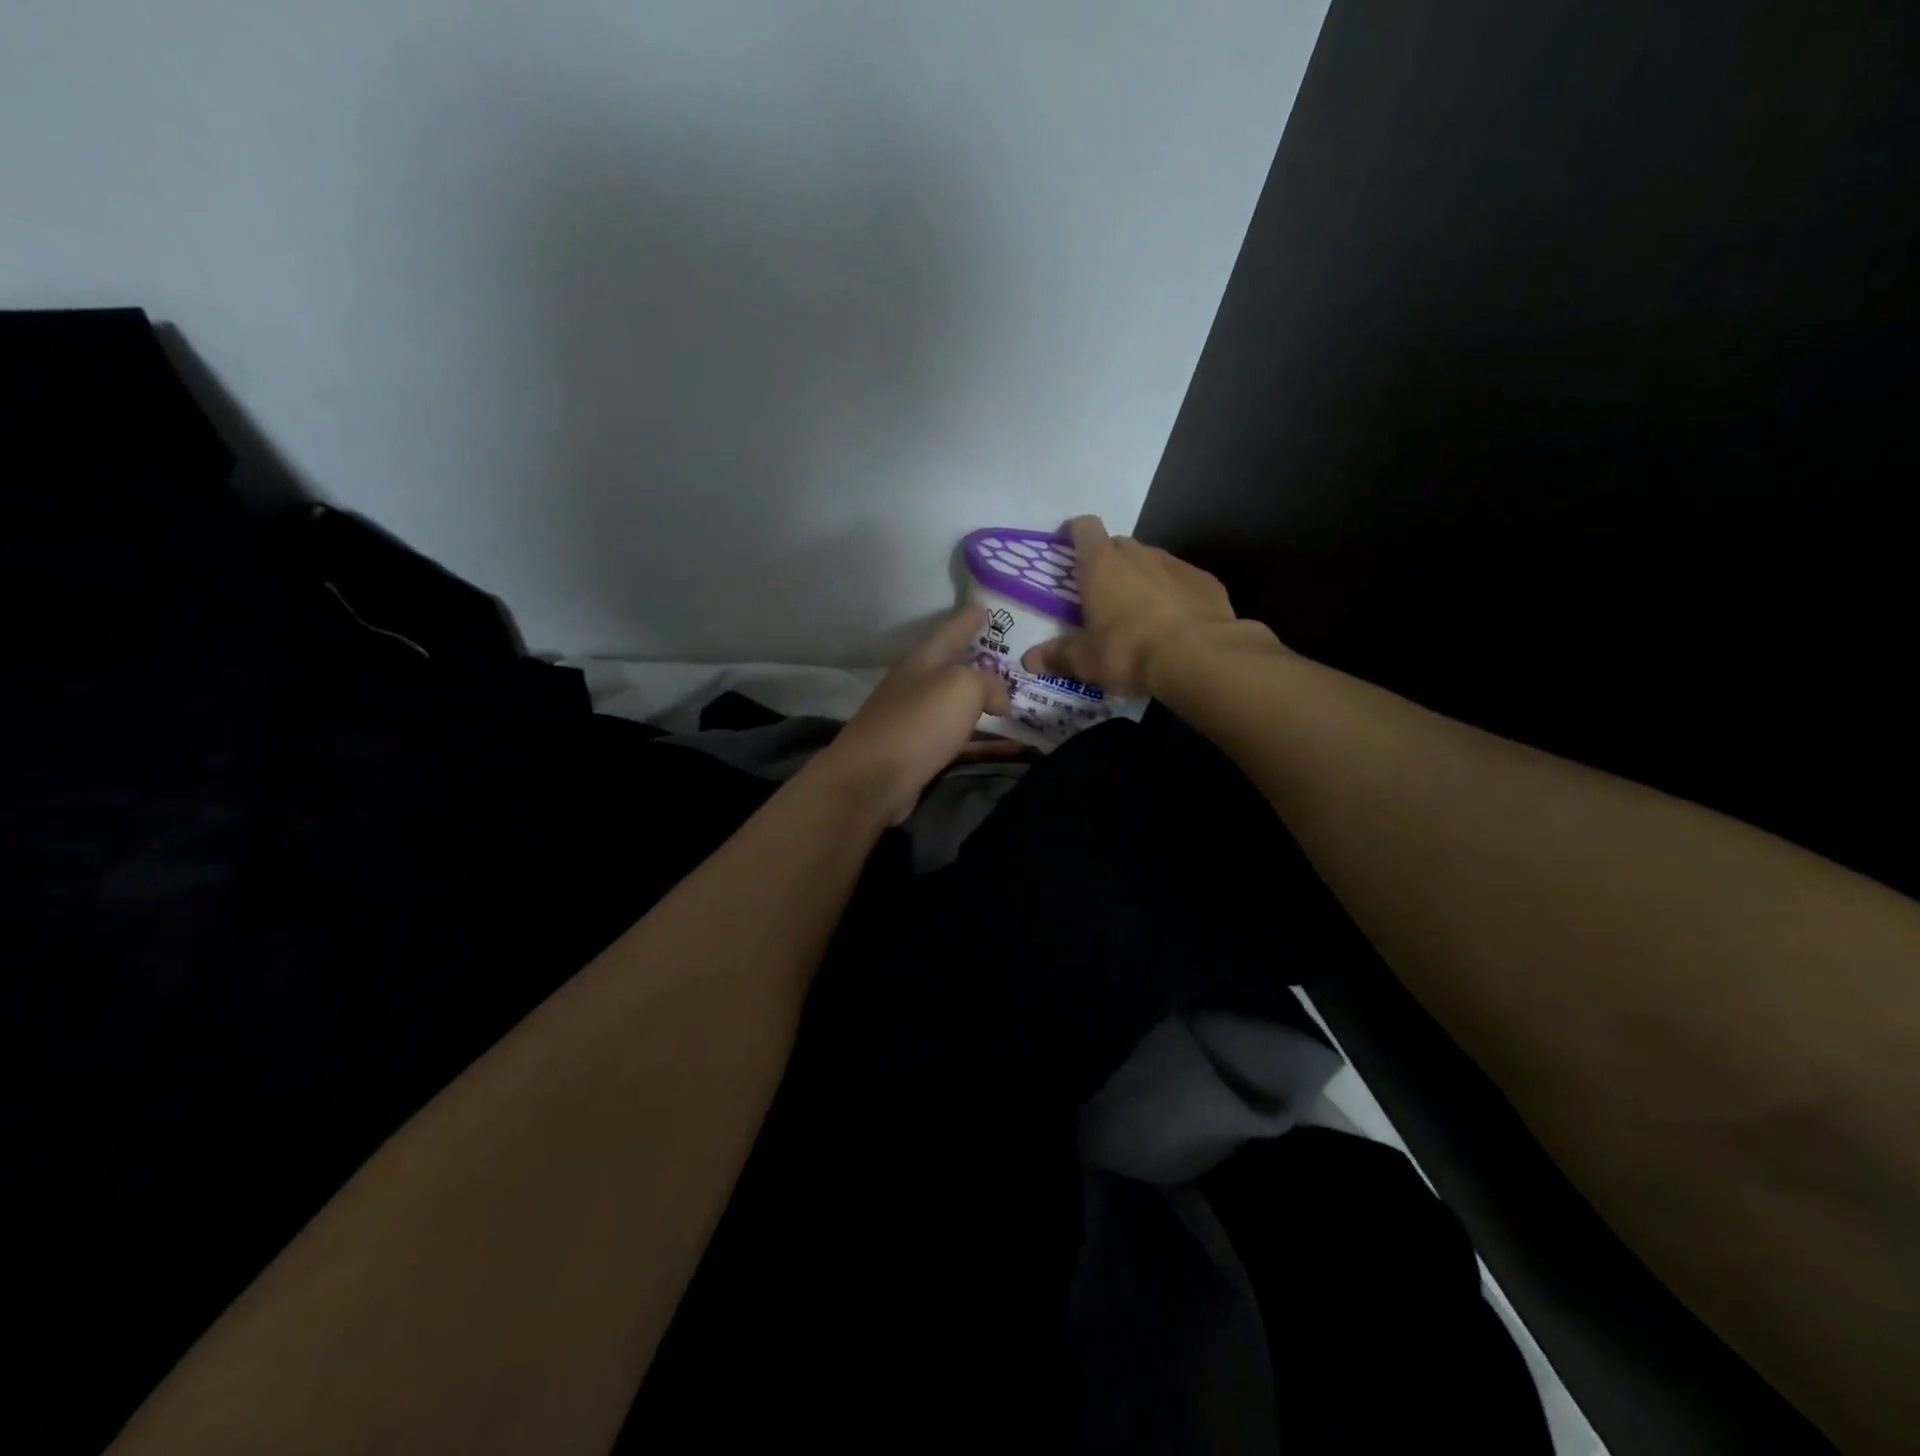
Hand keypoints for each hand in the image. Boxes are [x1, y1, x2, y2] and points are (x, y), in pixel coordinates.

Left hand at [812, 606, 1015, 825]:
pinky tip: (1012, 749)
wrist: (872, 780)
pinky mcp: (922, 755)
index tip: (984, 604)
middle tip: (1016, 661)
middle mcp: (918, 687)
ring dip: (986, 706)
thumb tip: (999, 700)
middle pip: (955, 669)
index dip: (969, 618)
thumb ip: (989, 684)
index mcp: (923, 661)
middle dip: (983, 663)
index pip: (951, 630)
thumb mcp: (962, 687)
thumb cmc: (918, 723)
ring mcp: (917, 722)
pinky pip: (963, 743)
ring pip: (960, 708)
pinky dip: (987, 744)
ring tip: (1020, 705)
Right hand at [1021, 515, 1263, 696]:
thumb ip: (1058, 656)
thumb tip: (1029, 660)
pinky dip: (1174, 594)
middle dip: (1108, 562)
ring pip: (1151, 561)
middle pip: (1118, 545)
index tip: (1068, 546)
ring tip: (1139, 611)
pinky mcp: (1206, 582)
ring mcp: (1175, 565)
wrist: (1199, 656)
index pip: (1084, 528)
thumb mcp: (1086, 661)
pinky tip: (1174, 622)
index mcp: (1101, 565)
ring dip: (1142, 578)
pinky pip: (1182, 581)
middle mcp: (1138, 554)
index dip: (1074, 533)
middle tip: (1101, 592)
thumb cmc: (1129, 651)